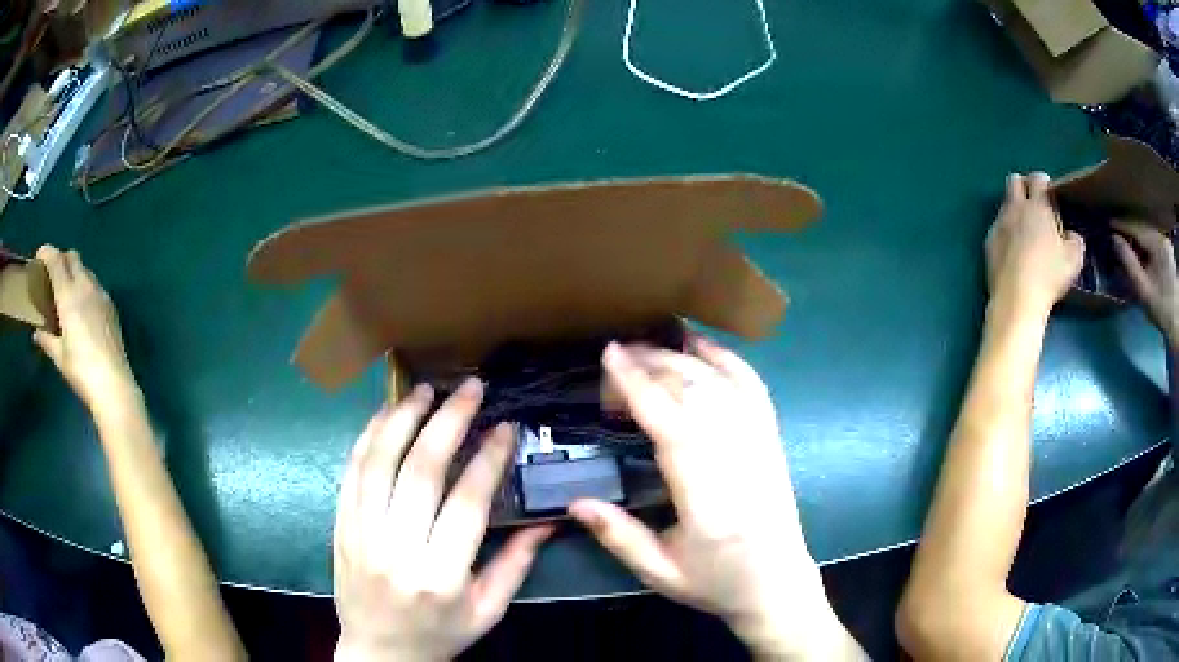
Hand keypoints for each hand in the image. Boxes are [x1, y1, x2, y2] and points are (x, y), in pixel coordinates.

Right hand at [33, 245, 137, 413]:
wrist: (113, 386)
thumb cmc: (81, 371)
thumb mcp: (59, 356)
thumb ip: (46, 340)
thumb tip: (36, 333)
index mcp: (69, 295)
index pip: (56, 261)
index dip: (47, 252)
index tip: (39, 256)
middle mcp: (85, 286)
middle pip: (72, 257)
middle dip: (61, 259)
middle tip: (51, 275)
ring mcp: (100, 294)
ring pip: (85, 269)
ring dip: (74, 272)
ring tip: (65, 291)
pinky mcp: (111, 306)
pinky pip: (95, 285)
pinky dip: (85, 285)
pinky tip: (81, 305)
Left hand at [333, 378, 551, 661]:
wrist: (378, 652)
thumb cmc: (440, 634)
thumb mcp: (488, 611)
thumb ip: (516, 564)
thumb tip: (546, 520)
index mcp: (441, 576)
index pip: (466, 504)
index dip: (488, 459)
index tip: (505, 427)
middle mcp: (397, 550)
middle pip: (421, 471)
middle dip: (449, 421)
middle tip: (470, 389)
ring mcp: (361, 534)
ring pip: (379, 462)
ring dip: (403, 418)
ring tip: (425, 389)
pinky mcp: (341, 526)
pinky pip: (352, 472)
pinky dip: (368, 438)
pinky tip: (385, 414)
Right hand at [569, 338, 860, 658]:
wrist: (777, 585)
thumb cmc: (717, 582)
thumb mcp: (660, 572)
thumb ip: (618, 536)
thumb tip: (575, 502)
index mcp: (707, 499)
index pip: (671, 426)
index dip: (638, 385)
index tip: (610, 355)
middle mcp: (738, 462)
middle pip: (696, 393)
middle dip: (653, 363)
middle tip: (618, 354)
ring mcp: (761, 446)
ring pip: (722, 383)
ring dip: (683, 356)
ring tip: (648, 345)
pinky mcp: (772, 440)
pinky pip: (752, 387)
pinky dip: (727, 359)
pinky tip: (703, 345)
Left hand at [985, 173, 1084, 318]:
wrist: (1017, 298)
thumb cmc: (1049, 276)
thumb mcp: (1074, 259)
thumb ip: (1075, 240)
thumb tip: (1070, 235)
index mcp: (1037, 206)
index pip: (1038, 178)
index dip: (1044, 183)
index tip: (1050, 195)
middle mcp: (1016, 207)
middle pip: (1015, 181)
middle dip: (1025, 187)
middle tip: (1036, 206)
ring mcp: (1000, 223)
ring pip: (1005, 204)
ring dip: (1015, 211)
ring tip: (1027, 233)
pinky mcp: (989, 242)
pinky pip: (998, 228)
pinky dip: (1006, 232)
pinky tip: (1014, 251)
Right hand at [1112, 220, 1178, 343]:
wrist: (1176, 323)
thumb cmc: (1160, 309)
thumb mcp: (1142, 289)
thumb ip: (1128, 262)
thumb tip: (1113, 238)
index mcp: (1158, 244)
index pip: (1136, 228)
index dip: (1122, 225)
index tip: (1108, 223)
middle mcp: (1162, 237)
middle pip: (1142, 229)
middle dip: (1129, 232)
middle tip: (1115, 234)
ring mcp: (1165, 242)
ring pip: (1147, 234)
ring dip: (1136, 238)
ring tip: (1125, 242)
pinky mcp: (1166, 249)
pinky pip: (1152, 241)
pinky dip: (1143, 244)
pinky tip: (1138, 251)